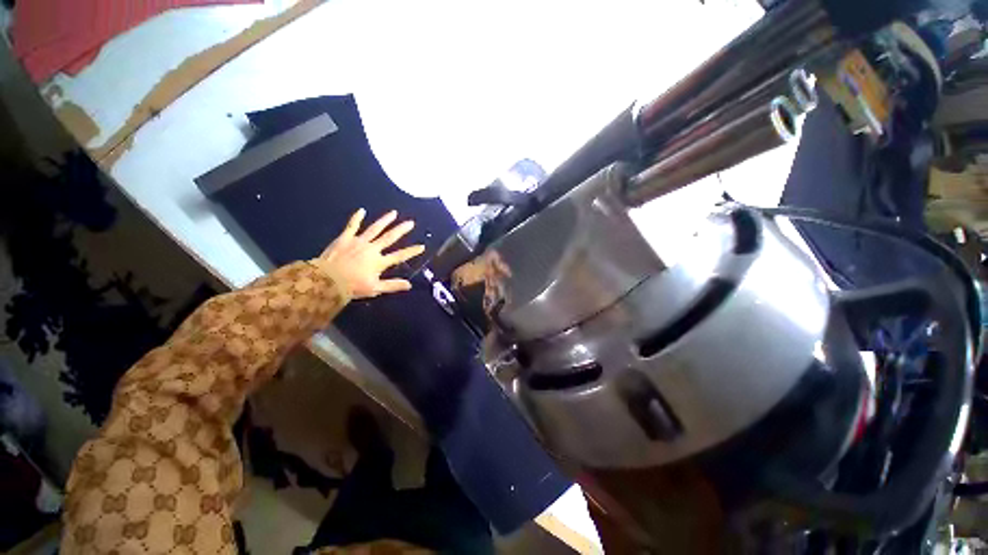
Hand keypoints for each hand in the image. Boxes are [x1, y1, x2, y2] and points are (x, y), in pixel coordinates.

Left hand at [315, 209, 425, 298]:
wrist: (326, 280)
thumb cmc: (352, 287)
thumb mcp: (375, 289)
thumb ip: (392, 285)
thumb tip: (409, 285)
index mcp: (379, 262)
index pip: (399, 256)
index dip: (411, 251)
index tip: (422, 246)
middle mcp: (372, 249)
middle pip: (390, 238)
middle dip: (401, 230)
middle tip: (411, 222)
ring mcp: (359, 242)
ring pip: (375, 229)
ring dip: (385, 220)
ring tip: (393, 213)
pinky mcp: (345, 238)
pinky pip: (352, 226)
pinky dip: (357, 218)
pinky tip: (362, 210)